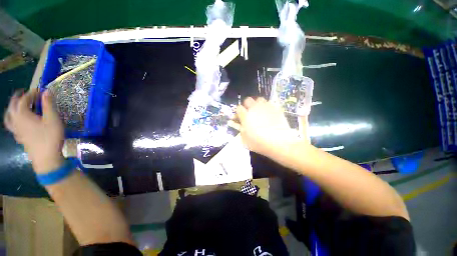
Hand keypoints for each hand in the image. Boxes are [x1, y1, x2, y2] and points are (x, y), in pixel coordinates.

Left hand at [4, 90, 63, 173]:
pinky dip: (13, 120)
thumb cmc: (50, 137)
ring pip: (8, 117)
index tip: (39, 91)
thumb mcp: (53, 119)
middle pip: (12, 106)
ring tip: (15, 106)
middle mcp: (16, 120)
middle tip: (24, 93)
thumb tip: (46, 91)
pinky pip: (11, 126)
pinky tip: (17, 122)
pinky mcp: (19, 137)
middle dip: (17, 98)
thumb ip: (48, 105)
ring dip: (11, 109)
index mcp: (23, 114)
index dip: (31, 93)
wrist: (46, 158)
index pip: (24, 99)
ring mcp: (16, 130)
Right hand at [236, 97, 304, 156]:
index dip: (238, 112)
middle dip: (246, 105)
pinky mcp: (276, 109)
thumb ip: (241, 131)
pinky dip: (267, 107)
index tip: (239, 117)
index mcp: (246, 117)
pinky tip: (268, 114)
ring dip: (257, 104)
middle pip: (248, 100)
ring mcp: (266, 107)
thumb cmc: (260, 144)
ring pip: (259, 99)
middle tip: (248, 112)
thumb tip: (241, 126)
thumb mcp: (245, 141)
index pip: (238, 108)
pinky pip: (269, 103)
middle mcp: (255, 109)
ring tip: (259, 111)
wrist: (280, 143)